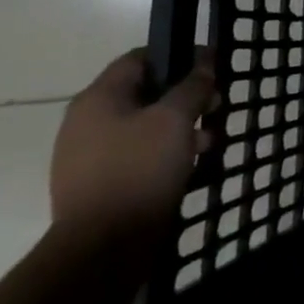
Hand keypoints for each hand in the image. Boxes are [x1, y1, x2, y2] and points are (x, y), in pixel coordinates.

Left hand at [50, 50, 213, 244]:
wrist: (102, 249)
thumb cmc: (140, 169)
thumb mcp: (175, 118)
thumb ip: (192, 86)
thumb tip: (205, 62)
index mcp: (98, 99)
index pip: (139, 58)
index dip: (177, 55)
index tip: (210, 67)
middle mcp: (87, 122)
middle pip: (144, 93)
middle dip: (185, 96)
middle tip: (216, 106)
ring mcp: (89, 156)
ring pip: (144, 126)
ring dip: (180, 127)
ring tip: (211, 140)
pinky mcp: (100, 184)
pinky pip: (138, 155)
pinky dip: (165, 153)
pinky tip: (191, 165)